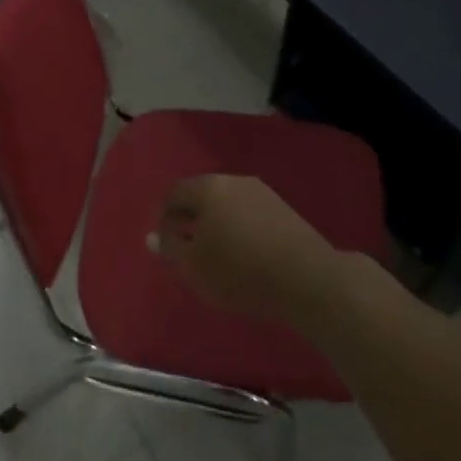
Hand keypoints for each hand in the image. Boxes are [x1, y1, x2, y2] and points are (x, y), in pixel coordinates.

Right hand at [150, 175, 371, 325]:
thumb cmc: (239, 271)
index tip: (165, 244)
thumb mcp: (194, 267)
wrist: (308, 279)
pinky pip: (250, 215)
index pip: (174, 193)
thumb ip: (170, 249)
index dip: (163, 217)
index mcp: (208, 188)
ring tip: (217, 255)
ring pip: (228, 204)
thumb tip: (152, 237)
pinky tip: (245, 255)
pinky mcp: (286, 211)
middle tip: (188, 249)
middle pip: (203, 195)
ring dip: (217, 224)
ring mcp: (264, 194)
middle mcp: (235, 181)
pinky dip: (240, 230)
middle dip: (191, 219)